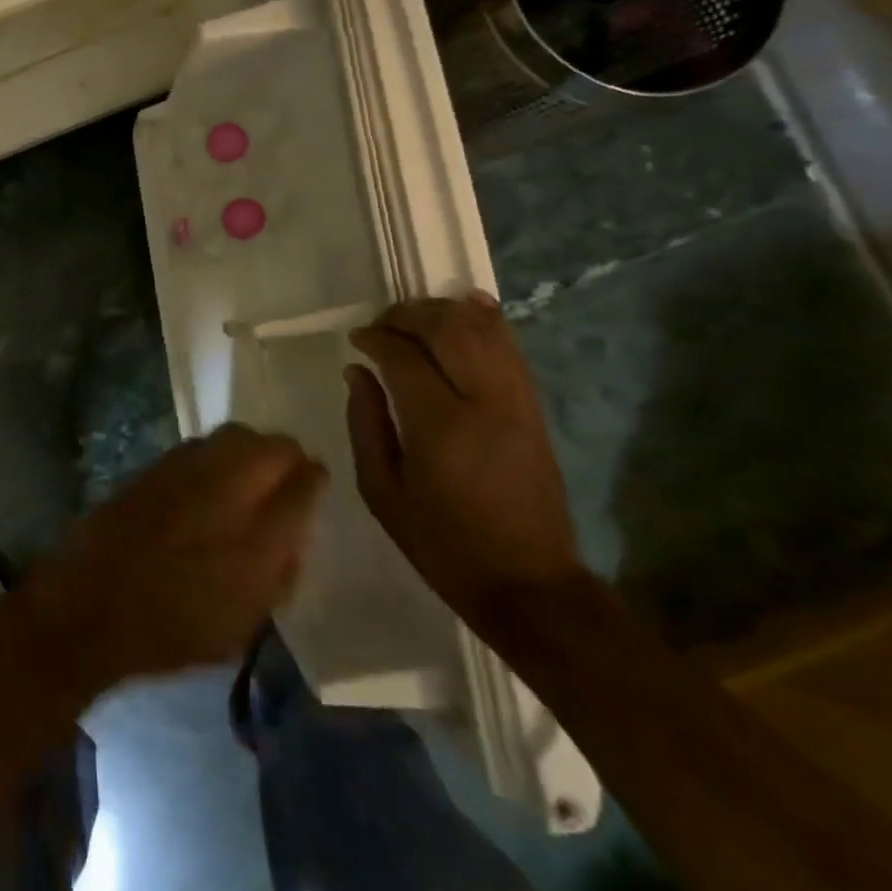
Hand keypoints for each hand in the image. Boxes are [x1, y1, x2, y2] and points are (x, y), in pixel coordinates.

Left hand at [26, 425, 326, 684]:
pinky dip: (218, 452)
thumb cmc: (175, 629)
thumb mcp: (245, 622)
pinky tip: (212, 475)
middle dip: (287, 456)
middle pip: (274, 446)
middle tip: (287, 474)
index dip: (314, 481)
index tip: (314, 483)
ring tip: (252, 470)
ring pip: (238, 434)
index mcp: (259, 540)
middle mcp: (229, 491)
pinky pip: (203, 443)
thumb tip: (291, 535)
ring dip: (253, 447)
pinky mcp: (159, 463)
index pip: (304, 486)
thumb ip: (277, 573)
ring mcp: (190, 470)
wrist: (95, 602)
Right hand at [346, 292, 584, 635]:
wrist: (529, 585)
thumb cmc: (443, 543)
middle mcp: (484, 402)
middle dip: (409, 314)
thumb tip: (357, 371)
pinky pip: (512, 347)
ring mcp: (517, 402)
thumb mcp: (382, 491)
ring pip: (484, 330)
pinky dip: (488, 320)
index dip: (376, 337)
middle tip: (382, 324)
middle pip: (448, 328)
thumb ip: (365, 423)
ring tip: (415, 317)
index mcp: (440, 426)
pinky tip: (466, 305)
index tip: (357, 340)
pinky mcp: (534, 408)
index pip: (404, 355)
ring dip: (445, 312)